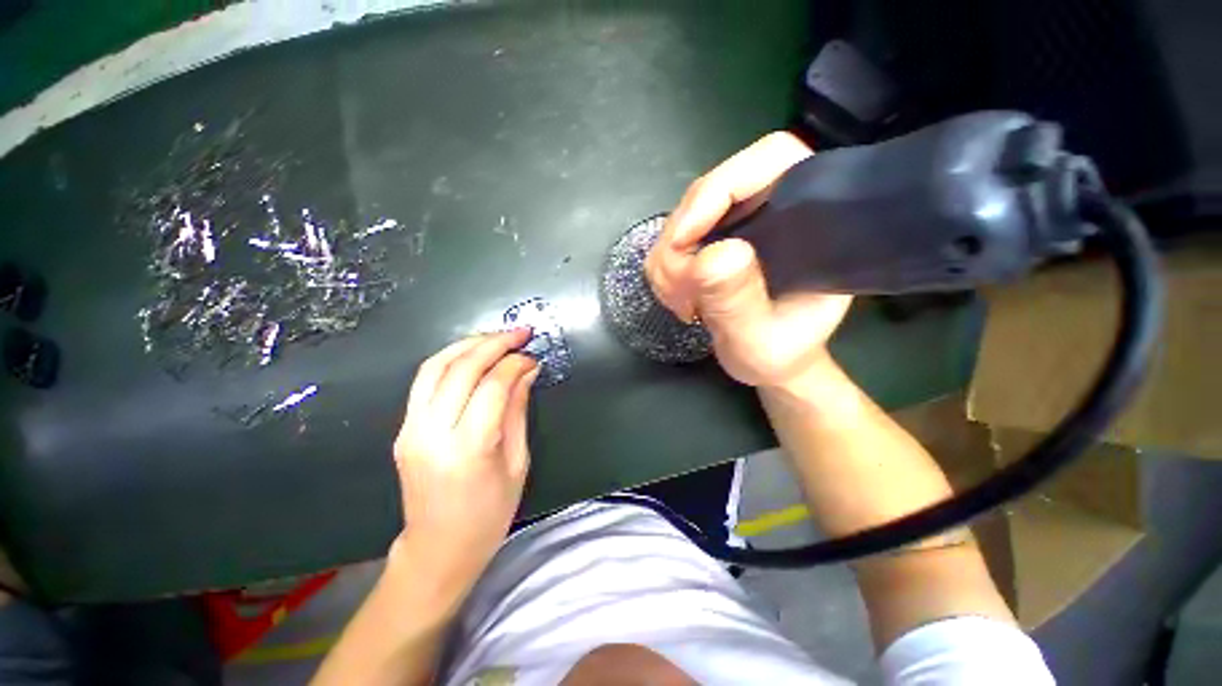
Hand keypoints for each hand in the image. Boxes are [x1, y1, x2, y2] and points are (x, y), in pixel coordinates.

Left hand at [391, 330, 538, 583]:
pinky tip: (472, 355)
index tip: (533, 357)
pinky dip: (449, 359)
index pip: (493, 386)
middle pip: (461, 368)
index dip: (515, 364)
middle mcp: (433, 433)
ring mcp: (411, 429)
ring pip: (435, 366)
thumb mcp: (517, 463)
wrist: (438, 548)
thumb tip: (526, 371)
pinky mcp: (403, 429)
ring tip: (496, 336)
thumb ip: (518, 410)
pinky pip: (424, 381)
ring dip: (468, 343)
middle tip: (519, 333)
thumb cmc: (489, 514)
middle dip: (494, 342)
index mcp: (469, 448)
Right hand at [646, 132, 852, 389]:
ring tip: (681, 303)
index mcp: (811, 219)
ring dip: (668, 260)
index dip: (721, 186)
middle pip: (710, 189)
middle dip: (681, 238)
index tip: (686, 239)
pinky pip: (673, 240)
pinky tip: (678, 297)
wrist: (770, 363)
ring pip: (684, 216)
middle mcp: (773, 209)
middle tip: (678, 289)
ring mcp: (738, 224)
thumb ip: (739, 303)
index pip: (771, 159)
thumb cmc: (780, 354)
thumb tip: (712, 255)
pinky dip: (665, 269)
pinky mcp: (714, 240)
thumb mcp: (761, 339)